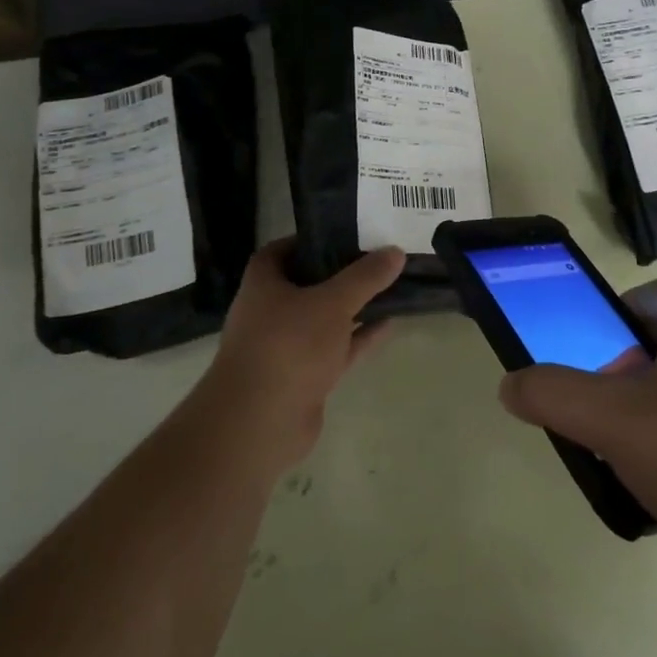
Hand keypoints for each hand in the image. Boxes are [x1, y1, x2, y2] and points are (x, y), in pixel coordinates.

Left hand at [200, 239, 405, 473]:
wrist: (260, 424)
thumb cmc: (288, 346)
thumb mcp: (333, 302)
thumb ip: (366, 277)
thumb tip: (396, 251)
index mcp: (264, 283)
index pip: (284, 249)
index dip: (313, 239)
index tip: (346, 233)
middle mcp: (270, 310)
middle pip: (309, 283)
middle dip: (341, 273)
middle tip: (378, 257)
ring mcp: (287, 346)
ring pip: (325, 317)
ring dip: (354, 306)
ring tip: (391, 287)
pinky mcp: (304, 376)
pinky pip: (336, 348)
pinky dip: (359, 336)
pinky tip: (389, 324)